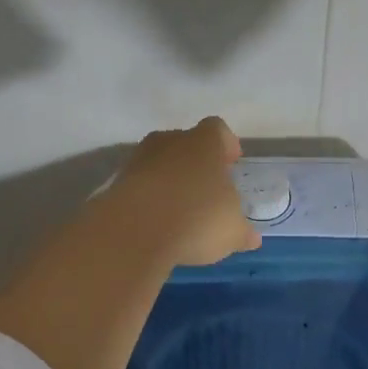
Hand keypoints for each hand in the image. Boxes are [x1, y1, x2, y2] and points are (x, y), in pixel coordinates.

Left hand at [107, 117, 260, 266]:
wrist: (135, 230)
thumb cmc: (197, 218)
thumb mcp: (232, 232)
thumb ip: (242, 232)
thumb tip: (251, 238)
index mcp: (204, 143)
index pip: (218, 130)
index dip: (226, 145)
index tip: (231, 163)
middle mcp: (170, 141)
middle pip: (185, 143)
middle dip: (195, 163)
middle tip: (206, 188)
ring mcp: (138, 159)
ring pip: (159, 163)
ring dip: (169, 181)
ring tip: (180, 209)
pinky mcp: (115, 182)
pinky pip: (139, 185)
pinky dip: (148, 199)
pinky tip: (157, 222)